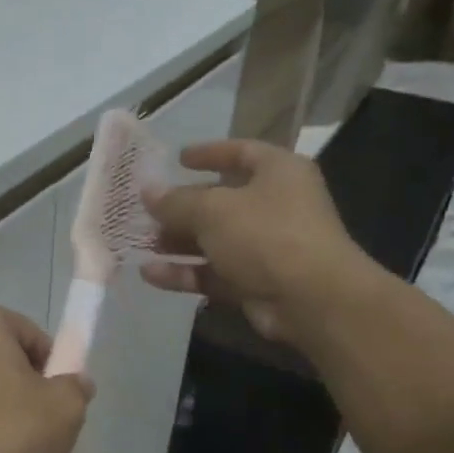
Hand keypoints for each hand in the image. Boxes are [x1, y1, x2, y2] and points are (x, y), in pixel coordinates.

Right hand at [142, 139, 376, 341]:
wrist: (312, 300)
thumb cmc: (266, 235)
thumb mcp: (212, 210)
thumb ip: (175, 201)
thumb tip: (147, 191)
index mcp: (277, 172)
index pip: (240, 152)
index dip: (209, 153)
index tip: (178, 159)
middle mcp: (275, 205)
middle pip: (221, 200)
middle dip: (182, 207)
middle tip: (146, 210)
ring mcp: (266, 246)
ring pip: (214, 240)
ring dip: (178, 242)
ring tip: (142, 243)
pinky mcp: (255, 282)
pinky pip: (213, 272)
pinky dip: (184, 272)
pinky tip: (150, 274)